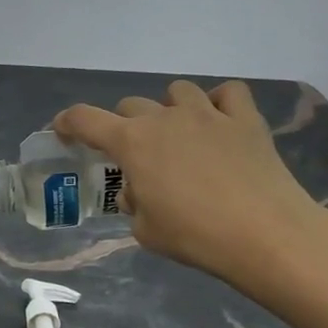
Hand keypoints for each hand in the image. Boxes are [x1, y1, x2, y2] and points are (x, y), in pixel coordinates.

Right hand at [54, 80, 327, 291]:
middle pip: (130, 105)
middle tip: (135, 155)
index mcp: (132, 142)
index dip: (67, 122)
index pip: (85, 119)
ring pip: (177, 91)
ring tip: (179, 134)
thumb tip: (141, 192)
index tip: (63, 131)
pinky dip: (219, 102)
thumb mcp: (145, 230)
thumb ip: (135, 204)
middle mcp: (164, 118)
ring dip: (170, 109)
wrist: (265, 235)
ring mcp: (207, 114)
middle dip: (124, 126)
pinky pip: (227, 93)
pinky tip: (220, 123)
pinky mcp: (245, 120)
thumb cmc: (195, 236)